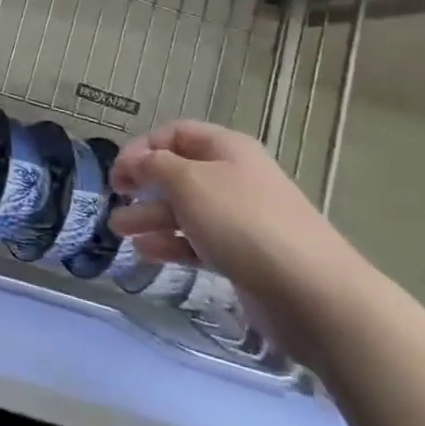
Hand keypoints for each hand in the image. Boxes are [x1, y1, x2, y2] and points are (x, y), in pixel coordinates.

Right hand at [109, 121, 374, 358]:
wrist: (310, 292)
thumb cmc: (243, 222)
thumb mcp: (189, 182)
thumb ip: (155, 166)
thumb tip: (137, 161)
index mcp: (227, 148)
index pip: (177, 133)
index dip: (143, 147)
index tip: (117, 172)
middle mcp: (235, 177)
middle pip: (180, 172)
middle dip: (144, 183)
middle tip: (114, 199)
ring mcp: (241, 219)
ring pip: (187, 210)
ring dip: (151, 216)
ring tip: (118, 231)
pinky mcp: (244, 257)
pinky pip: (199, 242)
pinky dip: (171, 244)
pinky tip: (146, 253)